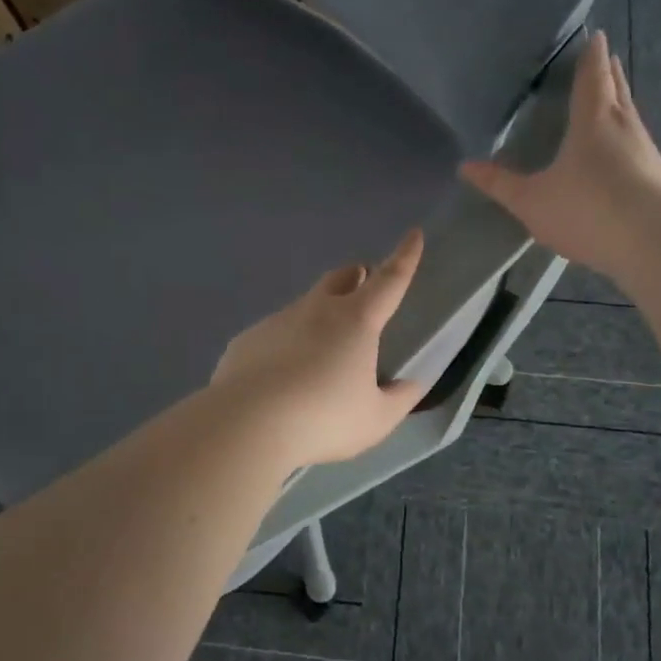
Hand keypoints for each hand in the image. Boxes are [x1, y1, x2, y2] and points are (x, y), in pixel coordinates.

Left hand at [211, 229, 428, 465]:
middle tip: (362, 286)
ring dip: (318, 316)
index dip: (405, 257)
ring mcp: (277, 321)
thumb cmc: (323, 419)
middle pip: (340, 278)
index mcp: (356, 321)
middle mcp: (316, 310)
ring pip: (304, 307)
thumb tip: (412, 385)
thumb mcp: (375, 419)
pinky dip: (285, 345)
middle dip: (355, 276)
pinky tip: (281, 377)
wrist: (247, 425)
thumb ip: (398, 399)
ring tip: (320, 353)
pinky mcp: (246, 340)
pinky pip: (273, 335)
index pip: (389, 280)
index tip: (414, 235)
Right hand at [460, 31, 660, 276]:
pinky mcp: (658, 177)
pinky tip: (626, 150)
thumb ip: (500, 184)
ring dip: (622, 103)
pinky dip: (629, 136)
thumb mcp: (531, 200)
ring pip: (632, 116)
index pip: (591, 79)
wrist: (648, 242)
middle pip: (617, 91)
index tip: (596, 36)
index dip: (591, 58)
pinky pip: (639, 144)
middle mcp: (623, 127)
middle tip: (607, 57)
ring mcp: (645, 152)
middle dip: (609, 73)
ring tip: (615, 98)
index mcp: (592, 121)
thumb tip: (465, 166)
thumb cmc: (585, 210)